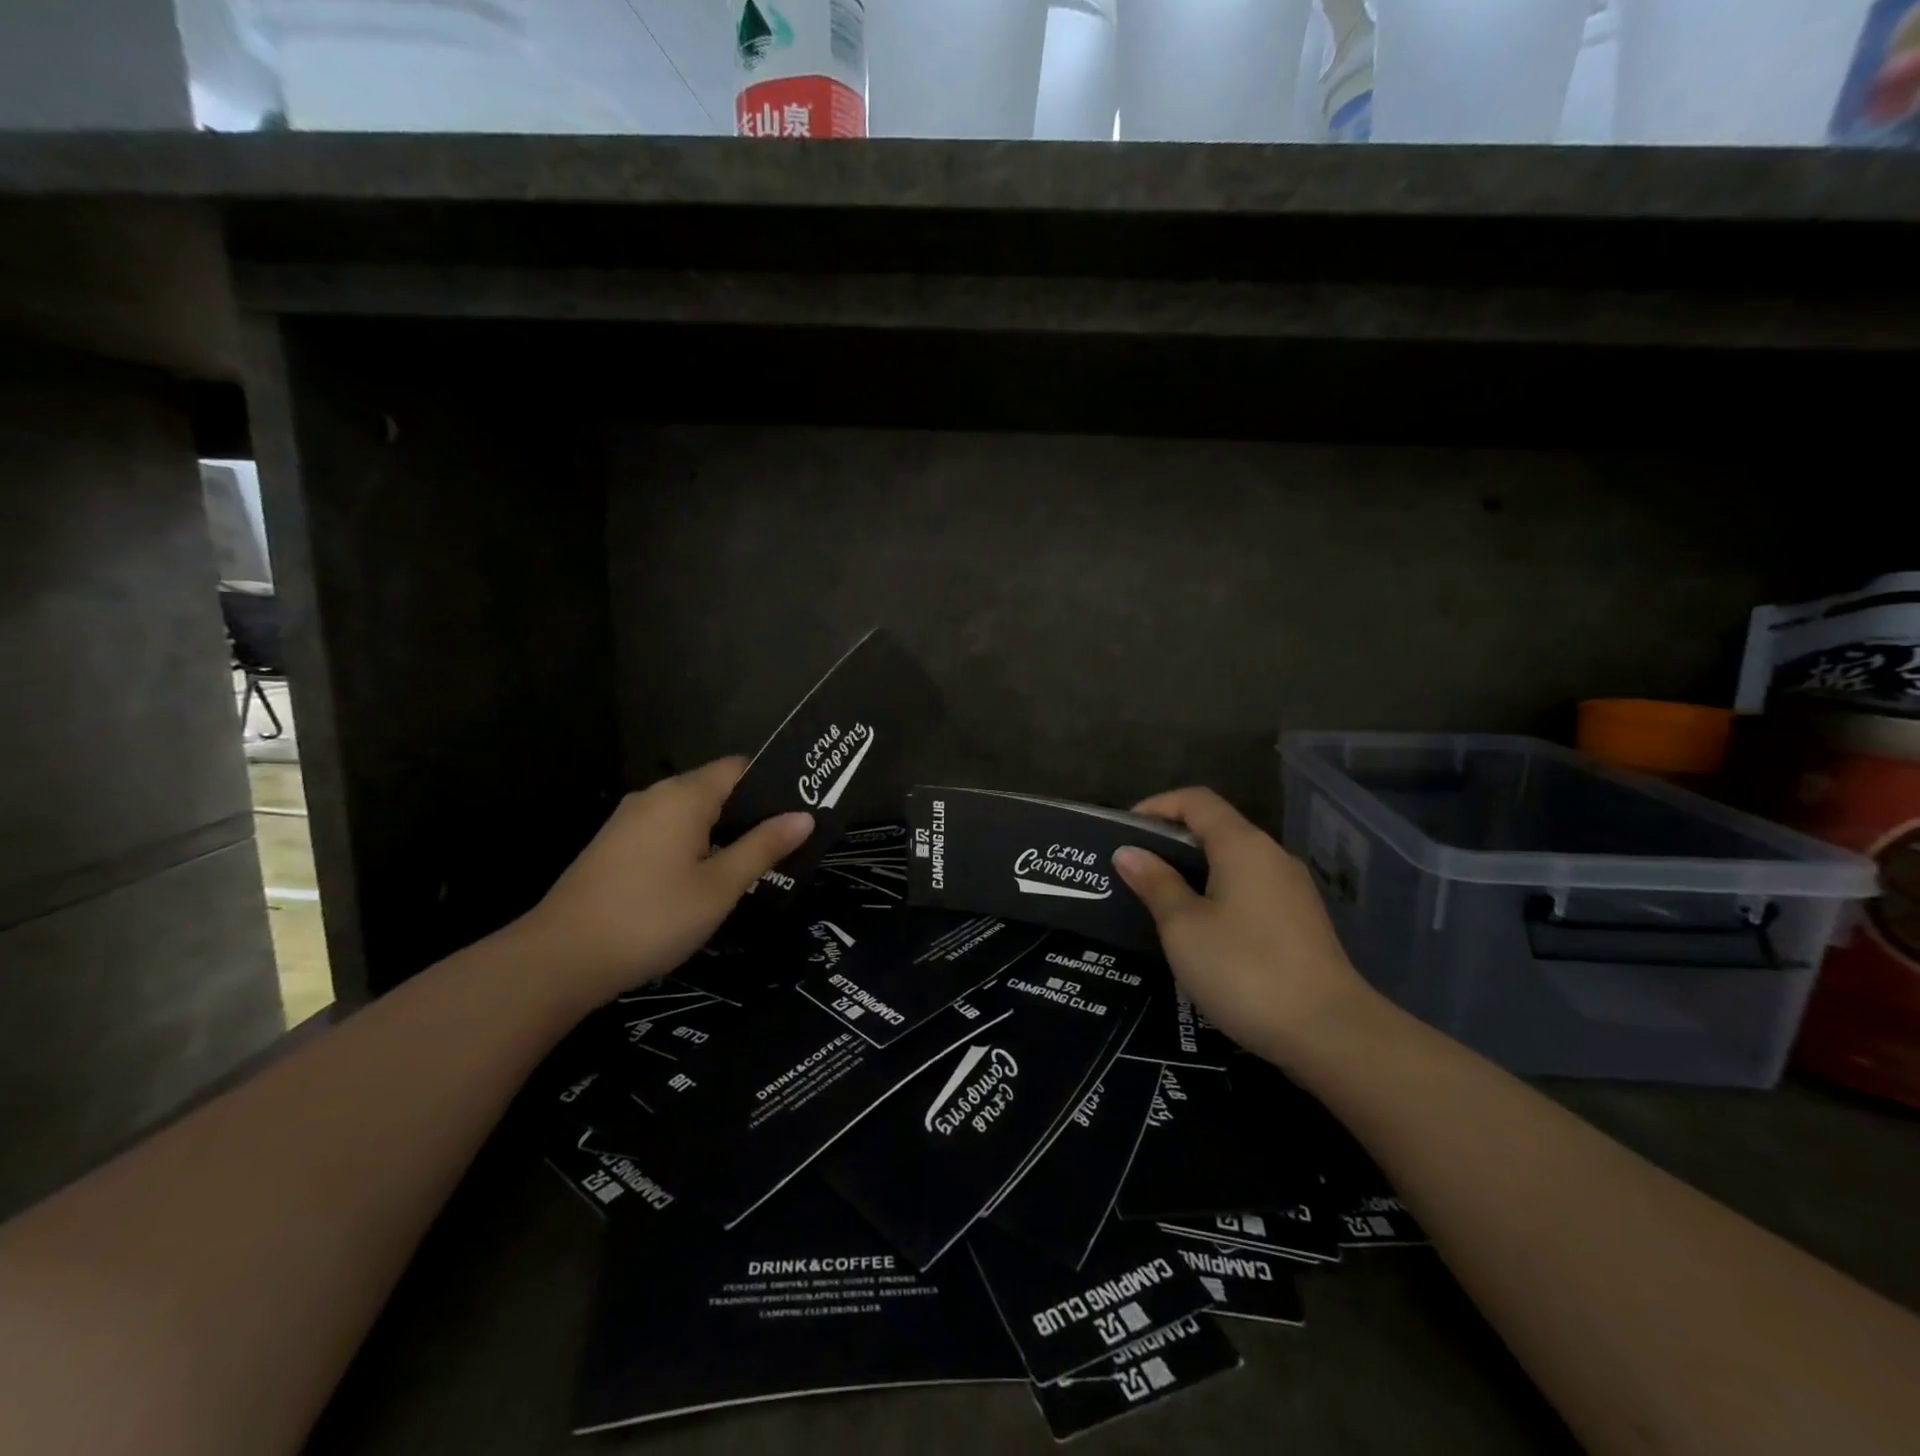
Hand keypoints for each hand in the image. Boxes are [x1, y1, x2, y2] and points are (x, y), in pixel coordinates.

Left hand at [516, 757, 812, 1002]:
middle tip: (788, 839)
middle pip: (715, 787)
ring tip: (756, 860)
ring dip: (722, 830)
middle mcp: (655, 796)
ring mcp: (629, 820)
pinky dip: (693, 843)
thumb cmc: (652, 917)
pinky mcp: (614, 846)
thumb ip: (763, 847)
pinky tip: (706, 876)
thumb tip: (804, 816)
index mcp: (684, 796)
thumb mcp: (719, 887)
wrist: (560, 959)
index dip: (774, 782)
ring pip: (690, 812)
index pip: (739, 767)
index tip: (803, 805)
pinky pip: (667, 830)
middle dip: (751, 810)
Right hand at [1112, 787, 1378, 1063]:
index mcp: (1243, 845)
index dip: (1156, 806)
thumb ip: (1155, 883)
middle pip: (1216, 828)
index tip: (1124, 832)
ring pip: (1233, 862)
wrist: (1330, 1033)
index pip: (1196, 800)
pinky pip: (1250, 889)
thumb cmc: (1245, 970)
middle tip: (1133, 869)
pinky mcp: (1301, 921)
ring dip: (1194, 871)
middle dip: (1171, 841)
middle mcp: (1272, 856)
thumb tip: (1128, 852)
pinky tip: (1200, 929)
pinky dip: (1218, 893)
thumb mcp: (1184, 927)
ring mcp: (1292, 889)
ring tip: (1159, 898)